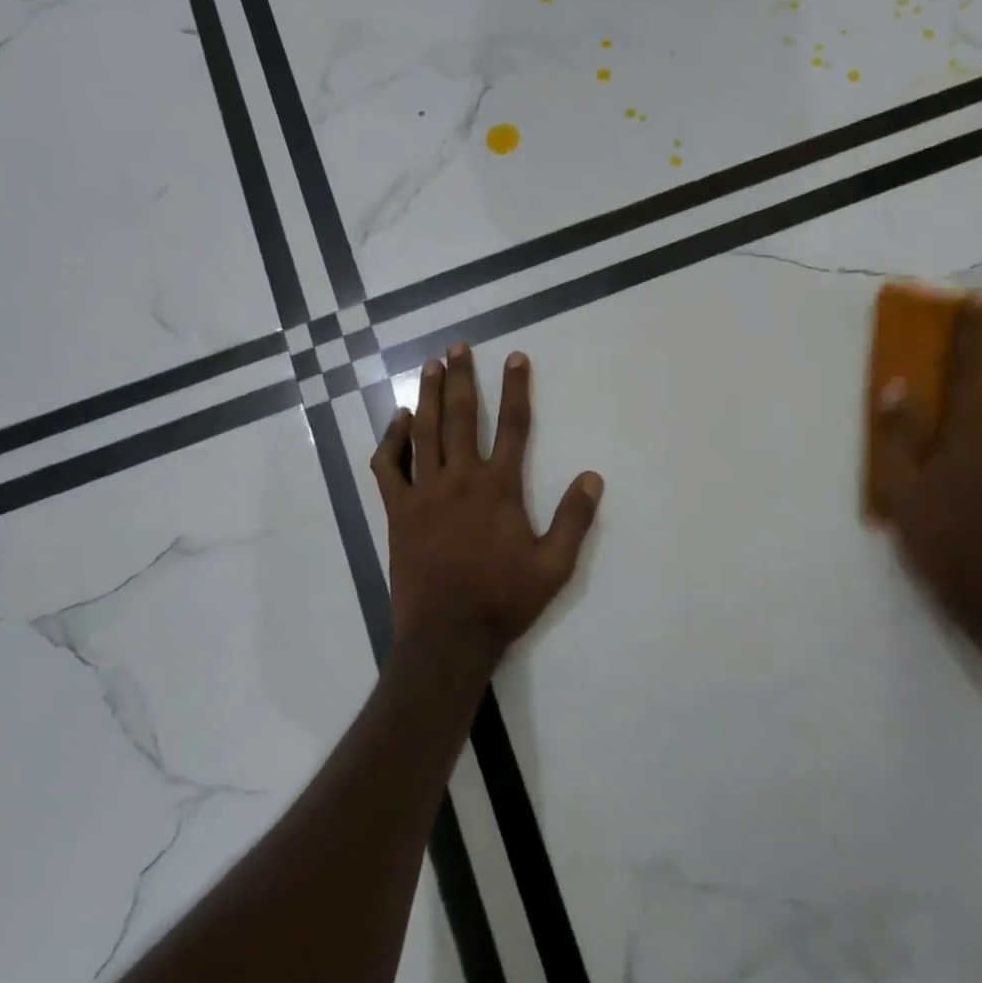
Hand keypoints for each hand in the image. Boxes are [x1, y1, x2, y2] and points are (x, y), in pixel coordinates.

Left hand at [371, 345, 603, 680]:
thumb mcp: (554, 566)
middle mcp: (460, 479)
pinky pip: (389, 466)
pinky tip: (398, 420)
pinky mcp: (398, 510)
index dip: (516, 388)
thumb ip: (574, 519)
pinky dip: (392, 440)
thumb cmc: (503, 600)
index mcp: (499, 488)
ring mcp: (424, 492)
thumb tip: (592, 477)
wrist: (447, 635)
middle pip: (461, 416)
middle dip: (461, 377)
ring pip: (424, 431)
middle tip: (458, 347)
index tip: (516, 358)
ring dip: (427, 394)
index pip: (512, 425)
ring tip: (430, 365)